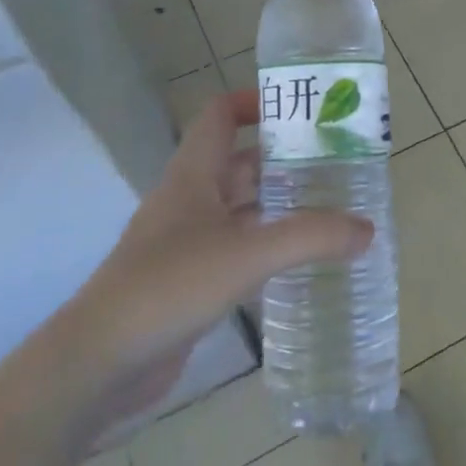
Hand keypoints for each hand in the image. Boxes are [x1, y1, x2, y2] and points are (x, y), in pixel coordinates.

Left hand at [62, 91, 372, 420]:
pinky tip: (300, 261)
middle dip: (285, 160)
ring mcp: (186, 243)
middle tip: (337, 165)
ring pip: (241, 209)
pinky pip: (237, 249)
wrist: (98, 363)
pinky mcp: (189, 282)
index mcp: (193, 175)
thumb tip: (367, 229)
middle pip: (240, 162)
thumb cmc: (169, 286)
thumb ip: (311, 237)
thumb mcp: (247, 254)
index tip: (303, 111)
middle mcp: (189, 200)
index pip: (220, 115)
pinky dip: (267, 247)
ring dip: (280, 205)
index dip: (256, 102)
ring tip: (331, 209)